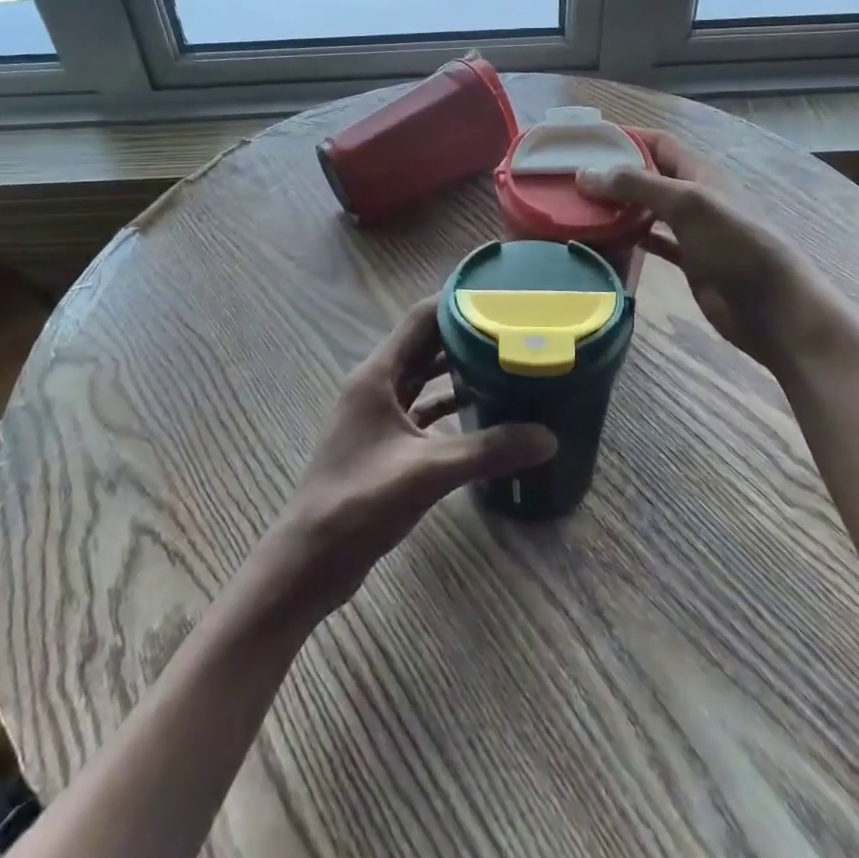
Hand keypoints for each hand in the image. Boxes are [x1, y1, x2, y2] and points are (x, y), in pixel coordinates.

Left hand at [265, 299, 555, 617]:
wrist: (310, 560)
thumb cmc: (360, 502)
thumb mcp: (428, 472)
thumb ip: (488, 451)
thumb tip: (548, 437)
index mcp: (377, 374)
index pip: (421, 318)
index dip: (457, 302)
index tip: (499, 297)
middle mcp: (375, 384)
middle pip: (424, 345)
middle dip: (464, 335)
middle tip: (512, 331)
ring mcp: (377, 414)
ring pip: (422, 377)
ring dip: (456, 370)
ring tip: (503, 365)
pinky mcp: (382, 441)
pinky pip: (420, 409)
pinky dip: (447, 405)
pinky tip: (480, 412)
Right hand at [577, 129, 814, 366]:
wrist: (774, 309)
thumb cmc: (736, 247)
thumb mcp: (688, 205)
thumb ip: (638, 186)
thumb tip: (585, 173)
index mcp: (700, 173)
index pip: (658, 143)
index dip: (625, 137)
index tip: (586, 141)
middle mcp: (694, 197)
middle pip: (648, 176)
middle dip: (614, 174)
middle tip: (571, 179)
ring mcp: (692, 231)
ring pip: (647, 210)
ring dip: (618, 207)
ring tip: (578, 208)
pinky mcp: (689, 261)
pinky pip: (652, 242)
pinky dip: (629, 239)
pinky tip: (603, 242)